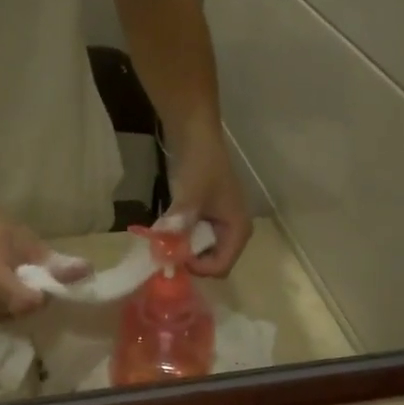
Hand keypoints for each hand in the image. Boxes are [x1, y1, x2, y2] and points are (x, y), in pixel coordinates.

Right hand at [0, 205, 60, 320]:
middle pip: (20, 313)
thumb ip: (53, 260)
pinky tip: (5, 289)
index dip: (42, 296)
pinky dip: (7, 307)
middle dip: (33, 300)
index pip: (26, 303)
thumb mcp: (22, 239)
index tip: (45, 281)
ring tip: (16, 282)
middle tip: (33, 279)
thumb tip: (88, 272)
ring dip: (20, 305)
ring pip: (10, 318)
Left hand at [166, 131, 253, 276]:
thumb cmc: (201, 165)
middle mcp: (234, 232)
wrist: (197, 136)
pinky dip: (182, 238)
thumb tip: (164, 250)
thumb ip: (179, 224)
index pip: (220, 267)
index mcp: (238, 230)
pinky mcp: (210, 218)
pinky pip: (196, 239)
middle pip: (212, 263)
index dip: (197, 268)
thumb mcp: (190, 196)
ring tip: (164, 240)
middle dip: (189, 261)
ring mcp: (222, 225)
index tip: (174, 255)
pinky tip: (168, 229)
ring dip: (183, 250)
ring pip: (202, 252)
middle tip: (165, 252)